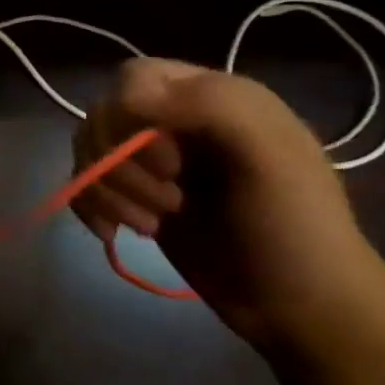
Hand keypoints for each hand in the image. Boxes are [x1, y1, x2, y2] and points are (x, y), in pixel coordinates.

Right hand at [74, 59, 383, 350]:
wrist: (299, 305)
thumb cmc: (293, 228)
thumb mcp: (271, 154)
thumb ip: (209, 105)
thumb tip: (123, 98)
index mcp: (212, 98)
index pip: (134, 79)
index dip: (130, 116)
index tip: (169, 163)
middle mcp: (175, 123)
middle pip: (102, 117)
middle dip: (119, 164)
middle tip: (170, 202)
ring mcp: (151, 165)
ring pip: (88, 154)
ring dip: (107, 191)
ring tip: (150, 225)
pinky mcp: (134, 200)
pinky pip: (84, 187)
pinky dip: (89, 208)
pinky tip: (114, 233)